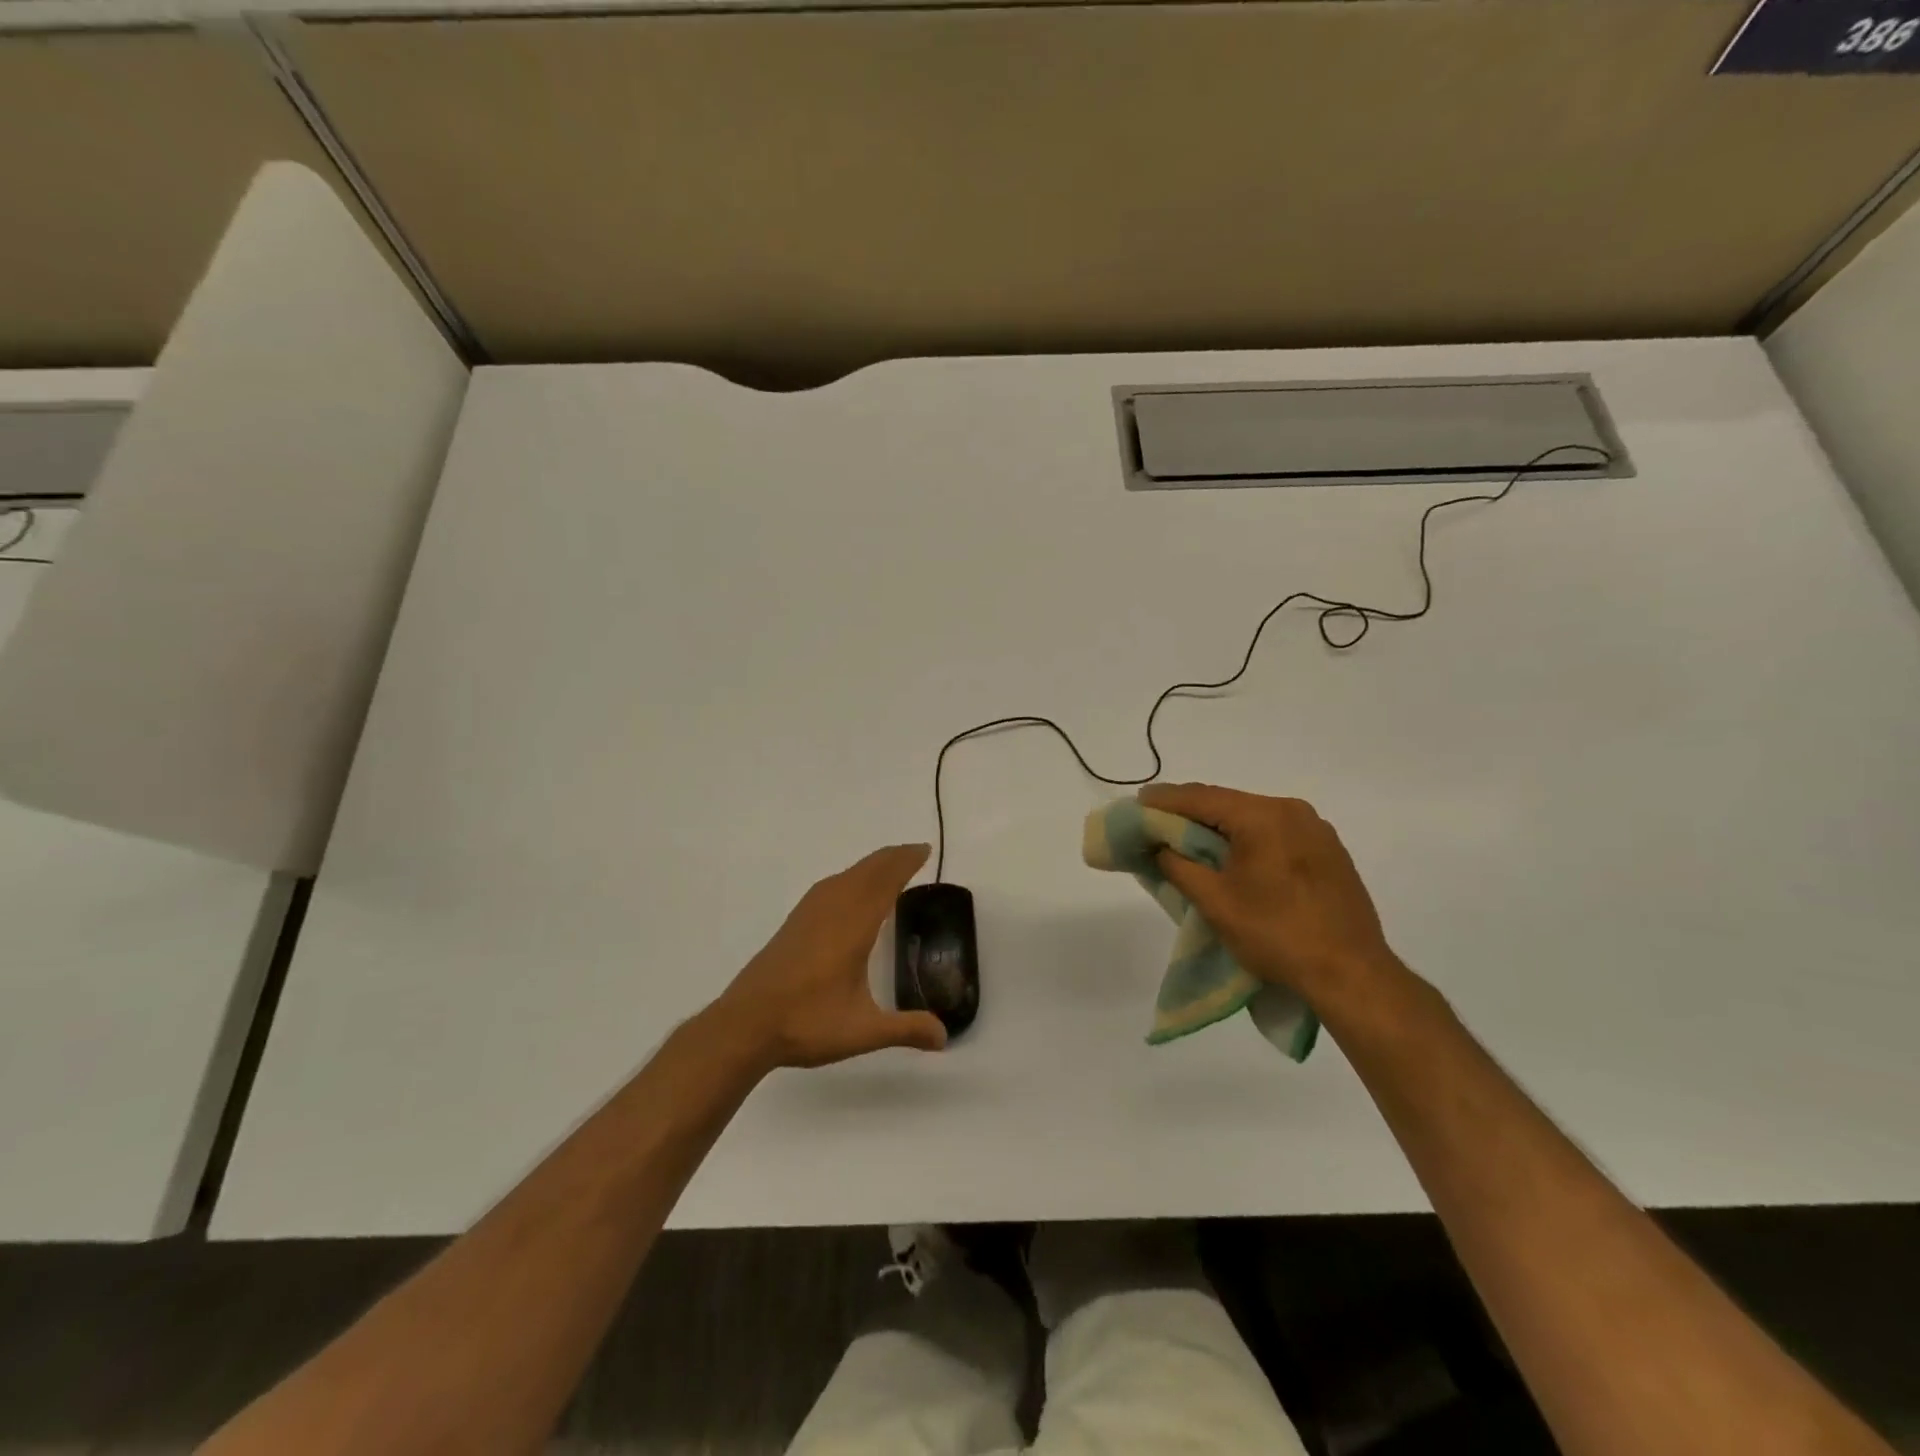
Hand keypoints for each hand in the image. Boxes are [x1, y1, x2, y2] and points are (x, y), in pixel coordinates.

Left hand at [710, 844, 948, 1069]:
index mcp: (853, 926)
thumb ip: (905, 1029)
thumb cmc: (806, 1023)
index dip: (905, 863)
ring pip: (845, 876)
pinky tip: (848, 891)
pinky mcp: (794, 924)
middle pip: (866, 871)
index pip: (884, 882)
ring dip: (870, 865)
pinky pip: (829, 886)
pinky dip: (850, 878)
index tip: (924, 849)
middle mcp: (832, 911)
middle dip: (892, 858)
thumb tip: (944, 1037)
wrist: (744, 1025)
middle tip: (915, 852)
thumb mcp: (862, 1031)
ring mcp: (809, 915)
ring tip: (889, 867)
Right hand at [1139, 783, 1404, 1012]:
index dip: (1166, 799)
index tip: (1139, 800)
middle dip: (1191, 812)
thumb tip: (1160, 847)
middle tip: (1158, 821)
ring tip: (1189, 839)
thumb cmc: (1276, 935)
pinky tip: (1233, 857)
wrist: (1351, 975)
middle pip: (1229, 804)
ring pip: (1253, 819)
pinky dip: (1248, 839)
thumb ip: (1179, 866)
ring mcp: (1316, 831)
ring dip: (1220, 827)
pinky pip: (1276, 834)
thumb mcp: (1215, 902)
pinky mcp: (1329, 853)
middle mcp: (1293, 811)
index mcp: (1264, 816)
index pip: (1203, 798)